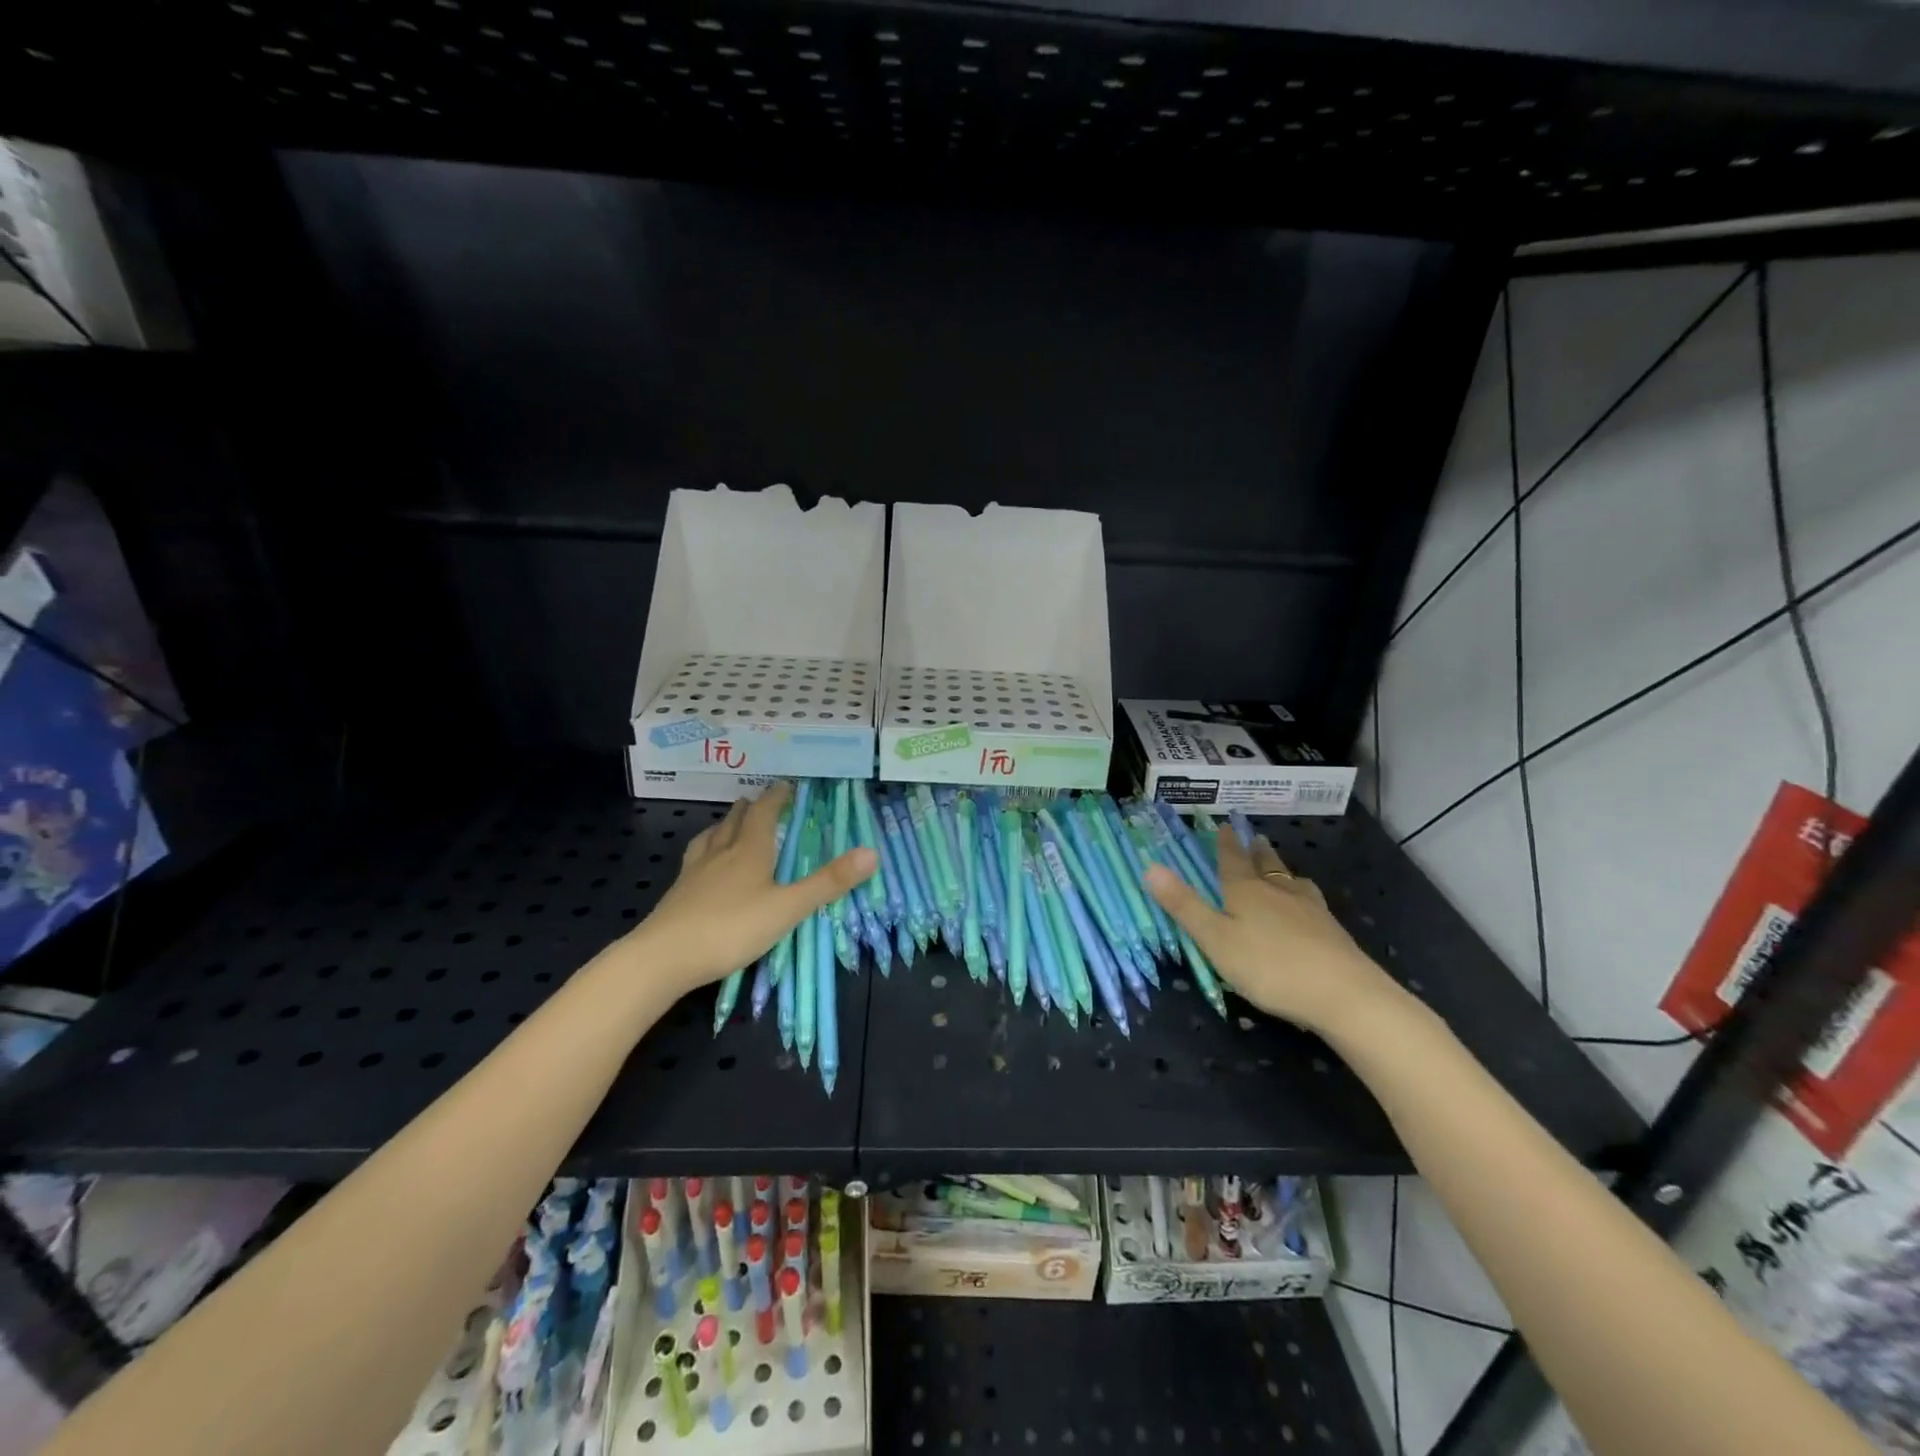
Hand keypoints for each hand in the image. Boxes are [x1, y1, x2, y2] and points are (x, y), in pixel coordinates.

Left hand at [629, 783, 876, 996]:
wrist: (663, 958)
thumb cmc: (731, 929)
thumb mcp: (788, 908)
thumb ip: (827, 882)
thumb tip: (872, 852)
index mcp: (749, 851)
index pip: (763, 813)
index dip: (776, 798)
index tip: (786, 785)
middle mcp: (720, 854)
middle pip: (734, 821)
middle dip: (748, 808)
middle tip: (757, 800)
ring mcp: (694, 874)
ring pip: (710, 838)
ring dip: (723, 826)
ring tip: (728, 823)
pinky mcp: (677, 895)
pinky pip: (694, 861)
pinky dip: (704, 852)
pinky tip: (702, 866)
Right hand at [1144, 830, 1401, 1036]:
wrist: (1343, 994)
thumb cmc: (1268, 966)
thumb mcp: (1215, 939)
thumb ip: (1184, 906)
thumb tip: (1149, 866)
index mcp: (1246, 892)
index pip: (1232, 860)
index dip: (1226, 844)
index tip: (1224, 825)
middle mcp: (1278, 892)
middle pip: (1266, 865)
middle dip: (1256, 851)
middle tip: (1253, 837)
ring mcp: (1310, 910)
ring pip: (1291, 881)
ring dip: (1282, 870)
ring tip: (1281, 869)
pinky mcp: (1332, 931)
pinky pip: (1311, 902)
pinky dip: (1302, 895)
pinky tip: (1308, 907)